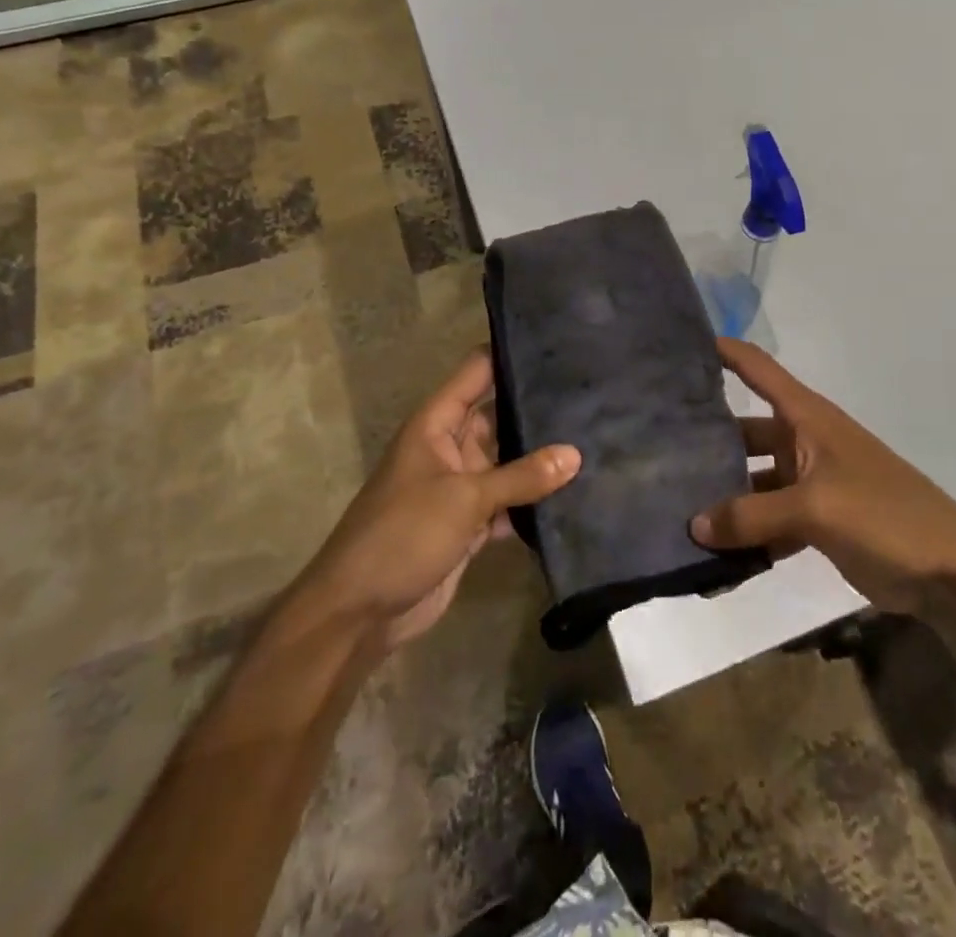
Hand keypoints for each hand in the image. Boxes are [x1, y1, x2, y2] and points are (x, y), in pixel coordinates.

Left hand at [298, 349, 579, 649]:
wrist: (360, 612)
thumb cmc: (403, 535)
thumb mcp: (464, 498)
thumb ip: (521, 476)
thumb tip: (576, 454)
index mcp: (436, 424)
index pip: (477, 372)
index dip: (510, 354)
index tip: (557, 343)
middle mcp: (450, 447)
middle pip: (498, 415)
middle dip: (537, 407)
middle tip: (592, 392)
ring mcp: (461, 487)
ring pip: (508, 461)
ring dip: (540, 458)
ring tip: (595, 435)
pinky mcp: (470, 524)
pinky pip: (508, 502)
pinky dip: (533, 501)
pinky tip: (575, 493)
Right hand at [691, 339, 955, 613]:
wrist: (952, 573)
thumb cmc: (886, 516)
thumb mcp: (816, 508)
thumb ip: (752, 515)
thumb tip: (693, 525)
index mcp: (808, 418)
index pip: (757, 368)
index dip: (722, 351)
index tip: (679, 346)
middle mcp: (804, 441)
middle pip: (745, 429)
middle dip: (707, 437)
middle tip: (656, 447)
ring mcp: (810, 482)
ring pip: (753, 479)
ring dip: (723, 493)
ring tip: (673, 502)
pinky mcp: (817, 520)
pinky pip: (769, 519)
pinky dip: (746, 532)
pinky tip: (713, 551)